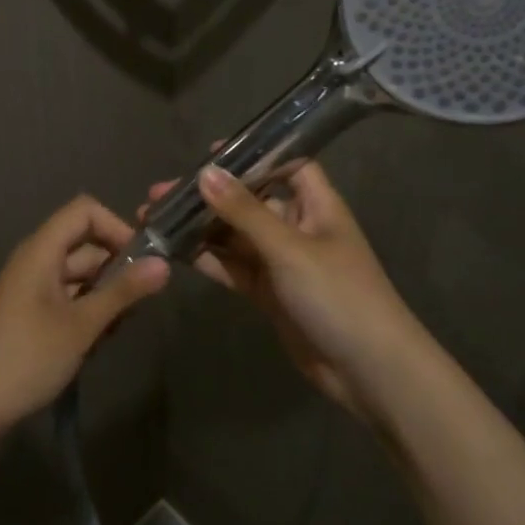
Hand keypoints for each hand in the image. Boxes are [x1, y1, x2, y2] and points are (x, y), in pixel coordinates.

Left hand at [0, 195, 169, 430]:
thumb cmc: (27, 356)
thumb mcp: (81, 325)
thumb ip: (123, 292)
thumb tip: (164, 263)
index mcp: (42, 249)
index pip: (85, 211)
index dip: (116, 226)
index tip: (141, 260)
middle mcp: (37, 260)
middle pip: (86, 245)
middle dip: (117, 269)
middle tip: (138, 305)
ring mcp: (33, 288)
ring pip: (81, 275)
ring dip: (105, 296)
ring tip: (118, 330)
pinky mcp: (33, 313)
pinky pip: (69, 298)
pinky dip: (88, 312)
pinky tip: (98, 342)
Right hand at [144, 160, 417, 417]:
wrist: (370, 372)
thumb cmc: (339, 296)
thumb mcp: (290, 249)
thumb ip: (245, 211)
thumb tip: (205, 173)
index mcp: (316, 205)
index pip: (286, 164)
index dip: (253, 154)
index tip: (208, 152)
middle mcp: (298, 227)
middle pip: (249, 200)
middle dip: (208, 195)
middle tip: (160, 192)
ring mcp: (282, 262)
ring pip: (235, 235)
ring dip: (200, 227)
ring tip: (154, 219)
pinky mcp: (269, 293)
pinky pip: (233, 267)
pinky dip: (207, 259)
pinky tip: (173, 251)